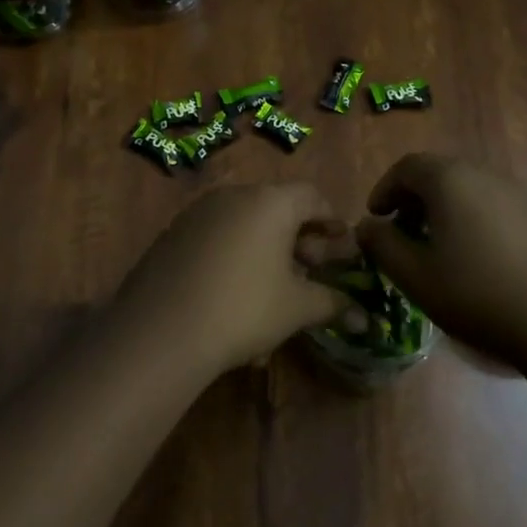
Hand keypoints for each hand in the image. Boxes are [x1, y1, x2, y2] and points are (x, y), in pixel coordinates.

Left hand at [110, 184, 353, 376]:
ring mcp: (198, 213)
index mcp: (270, 202)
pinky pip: (218, 237)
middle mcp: (233, 196)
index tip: (343, 245)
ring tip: (276, 289)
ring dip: (267, 251)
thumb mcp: (296, 308)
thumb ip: (333, 304)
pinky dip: (236, 257)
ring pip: (246, 225)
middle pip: (278, 208)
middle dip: (300, 240)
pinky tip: (237, 296)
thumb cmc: (244, 308)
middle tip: (313, 270)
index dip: (332, 220)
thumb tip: (365, 319)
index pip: (312, 196)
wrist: (162, 330)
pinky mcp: (173, 234)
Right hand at [356, 154, 526, 373]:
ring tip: (435, 248)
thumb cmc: (478, 294)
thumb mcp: (415, 276)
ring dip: (442, 210)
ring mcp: (518, 194)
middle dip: (412, 199)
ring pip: (467, 189)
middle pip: (438, 173)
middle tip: (401, 232)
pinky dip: (471, 220)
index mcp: (450, 180)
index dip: (384, 189)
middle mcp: (485, 175)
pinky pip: (492, 206)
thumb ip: (382, 245)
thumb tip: (367, 226)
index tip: (375, 219)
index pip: (406, 167)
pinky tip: (474, 259)